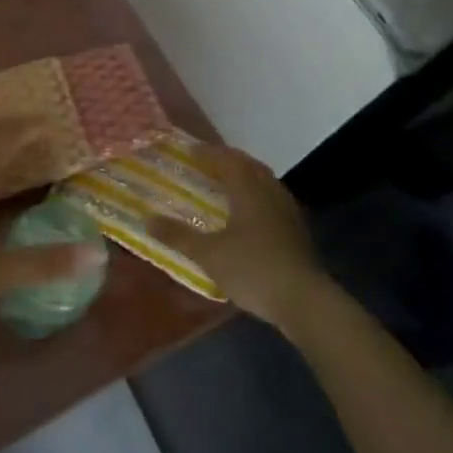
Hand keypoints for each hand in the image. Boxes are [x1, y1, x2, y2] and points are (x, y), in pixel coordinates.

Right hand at [154, 145, 321, 325]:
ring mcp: (288, 212)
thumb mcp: (208, 254)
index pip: (227, 160)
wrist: (305, 302)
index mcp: (248, 190)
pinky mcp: (297, 232)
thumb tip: (146, 219)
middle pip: (249, 166)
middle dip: (228, 161)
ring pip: (265, 182)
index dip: (208, 153)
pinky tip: (248, 215)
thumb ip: (178, 236)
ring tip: (226, 185)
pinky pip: (272, 200)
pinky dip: (256, 197)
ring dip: (245, 177)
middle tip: (207, 163)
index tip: (190, 150)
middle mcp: (270, 193)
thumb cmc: (253, 269)